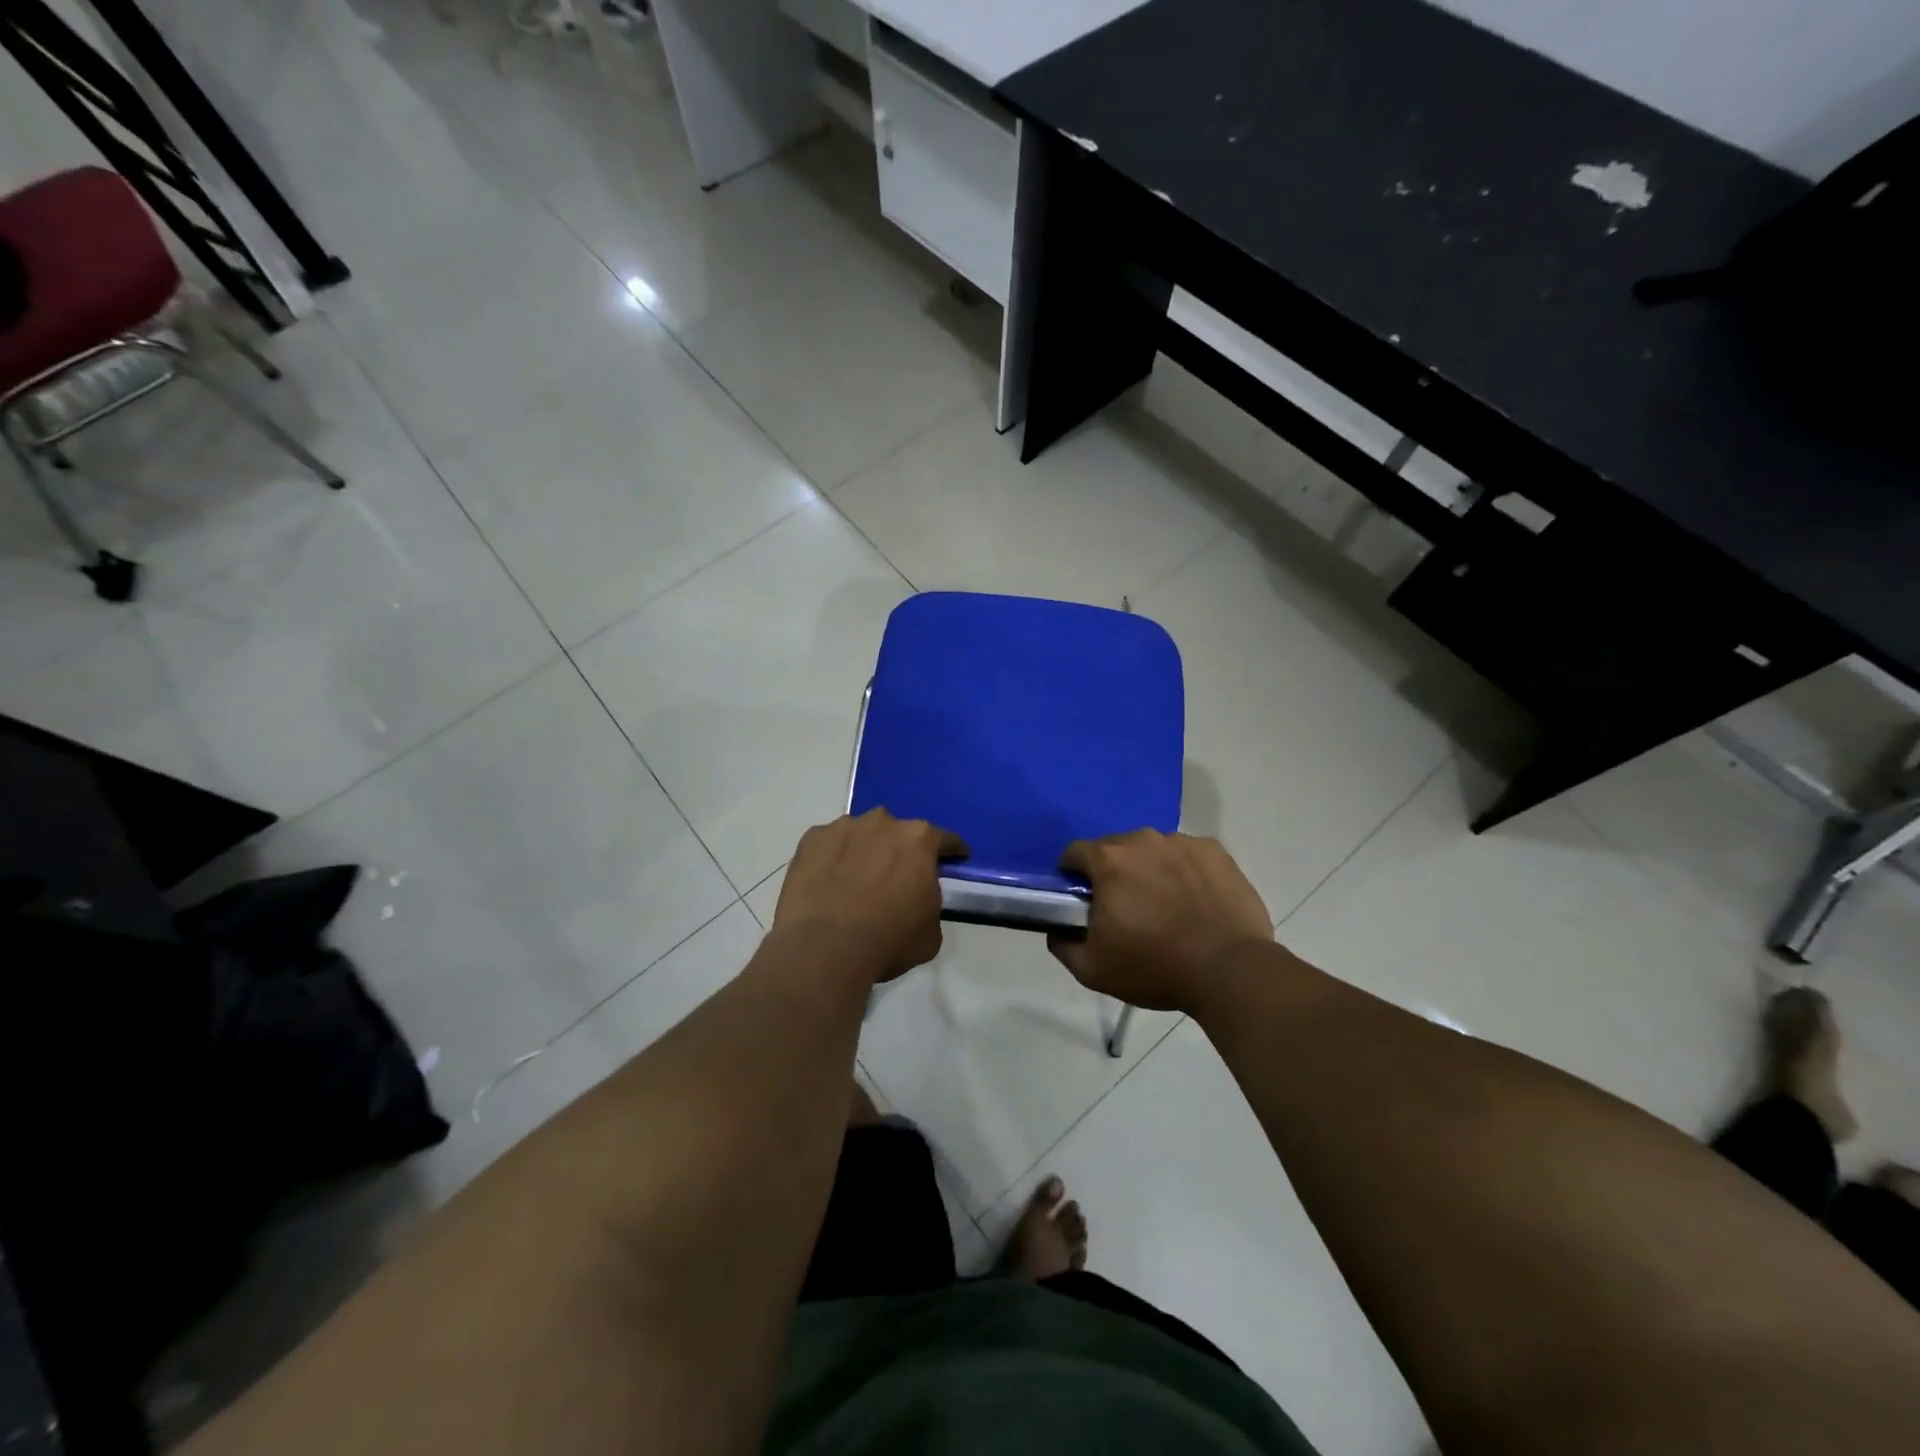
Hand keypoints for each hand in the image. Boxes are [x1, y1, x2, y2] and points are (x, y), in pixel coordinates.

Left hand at [772, 809, 967, 984]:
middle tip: (896, 878)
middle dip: (901, 851)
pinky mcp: (811, 839)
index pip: (945, 839)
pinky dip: (832, 858)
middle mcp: (883, 823)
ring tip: (857, 881)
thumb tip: (916, 898)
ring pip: (862, 834)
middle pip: (899, 832)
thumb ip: (930, 902)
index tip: (956, 859)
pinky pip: (829, 845)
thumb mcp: (931, 932)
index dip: (953, 851)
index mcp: (919, 840)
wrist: (824, 950)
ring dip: (865, 851)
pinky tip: (828, 882)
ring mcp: (843, 827)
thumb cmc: (888, 941)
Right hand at [1049, 830, 1272, 1012]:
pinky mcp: (1217, 852)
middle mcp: (1144, 840)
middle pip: (1115, 849)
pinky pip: (1188, 857)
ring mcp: (1184, 842)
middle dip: (1113, 873)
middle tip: (1125, 909)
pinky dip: (1185, 873)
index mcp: (1109, 860)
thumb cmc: (1155, 967)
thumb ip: (1063, 945)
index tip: (1082, 901)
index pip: (1074, 853)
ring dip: (1150, 870)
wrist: (1230, 971)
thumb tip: (1057, 931)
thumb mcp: (1093, 970)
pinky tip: (1195, 903)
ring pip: (1153, 851)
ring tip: (1166, 907)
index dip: (1072, 876)